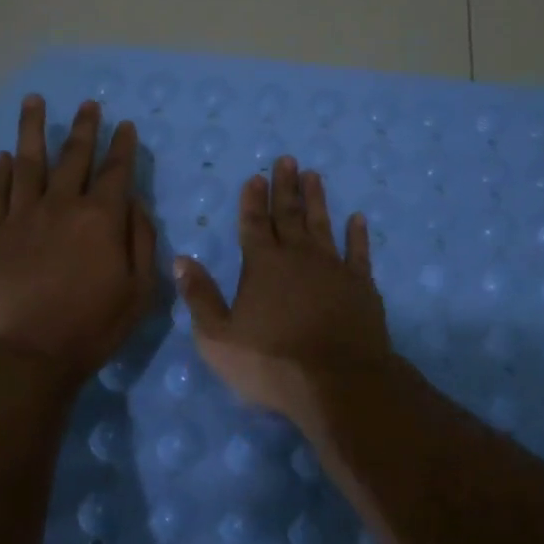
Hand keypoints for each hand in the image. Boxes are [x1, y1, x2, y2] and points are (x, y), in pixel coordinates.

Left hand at [0, 96, 158, 382]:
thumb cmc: (92, 327)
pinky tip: (4, 156)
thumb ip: (141, 241)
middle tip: (88, 104)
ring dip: (32, 130)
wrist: (27, 355)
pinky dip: (0, 172)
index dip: (122, 147)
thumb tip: (135, 205)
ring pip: (28, 162)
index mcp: (100, 219)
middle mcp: (60, 206)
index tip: (125, 126)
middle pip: (73, 156)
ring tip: (34, 101)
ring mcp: (22, 217)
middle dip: (84, 128)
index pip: (115, 171)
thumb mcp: (139, 291)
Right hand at [172, 156, 391, 423]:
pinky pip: (358, 252)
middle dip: (285, 187)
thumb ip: (200, 296)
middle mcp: (298, 256)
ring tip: (314, 175)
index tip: (255, 176)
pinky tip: (357, 218)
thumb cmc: (271, 362)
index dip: (253, 200)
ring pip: (322, 224)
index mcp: (262, 265)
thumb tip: (182, 259)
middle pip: (289, 214)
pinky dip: (357, 234)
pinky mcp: (361, 285)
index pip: (254, 223)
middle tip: (287, 160)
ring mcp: (333, 268)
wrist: (338, 383)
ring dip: (316, 199)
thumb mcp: (218, 337)